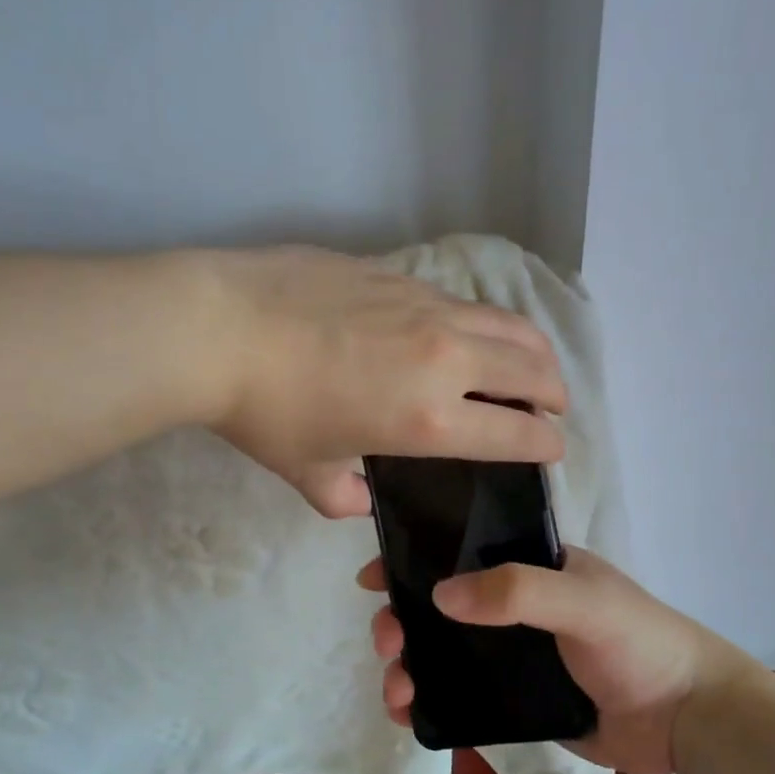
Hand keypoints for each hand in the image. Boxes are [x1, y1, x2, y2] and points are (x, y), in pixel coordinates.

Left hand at [202, 247, 566, 516]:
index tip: (552, 448)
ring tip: (531, 363)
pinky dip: (482, 322)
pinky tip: (461, 331)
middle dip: (555, 393)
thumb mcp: (305, 471)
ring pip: (508, 324)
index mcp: (428, 419)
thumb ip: (342, 497)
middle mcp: (444, 358)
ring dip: (533, 349)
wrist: (219, 327)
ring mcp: (425, 307)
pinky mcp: (400, 274)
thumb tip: (361, 499)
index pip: (517, 433)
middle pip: (532, 370)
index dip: (545, 445)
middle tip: (553, 406)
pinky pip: (462, 300)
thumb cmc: (263, 411)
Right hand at [358, 547, 759, 773]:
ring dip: (410, 664)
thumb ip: (517, 591)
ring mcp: (513, 655)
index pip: (461, 550)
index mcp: (531, 567)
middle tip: (387, 641)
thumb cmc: (640, 643)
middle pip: (441, 606)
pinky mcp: (516, 701)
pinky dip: (430, 701)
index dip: (414, 558)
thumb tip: (439, 594)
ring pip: (444, 652)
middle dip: (404, 619)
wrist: (688, 720)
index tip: (374, 577)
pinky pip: (461, 694)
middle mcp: (516, 606)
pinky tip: (410, 714)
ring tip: (396, 691)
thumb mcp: (582, 602)